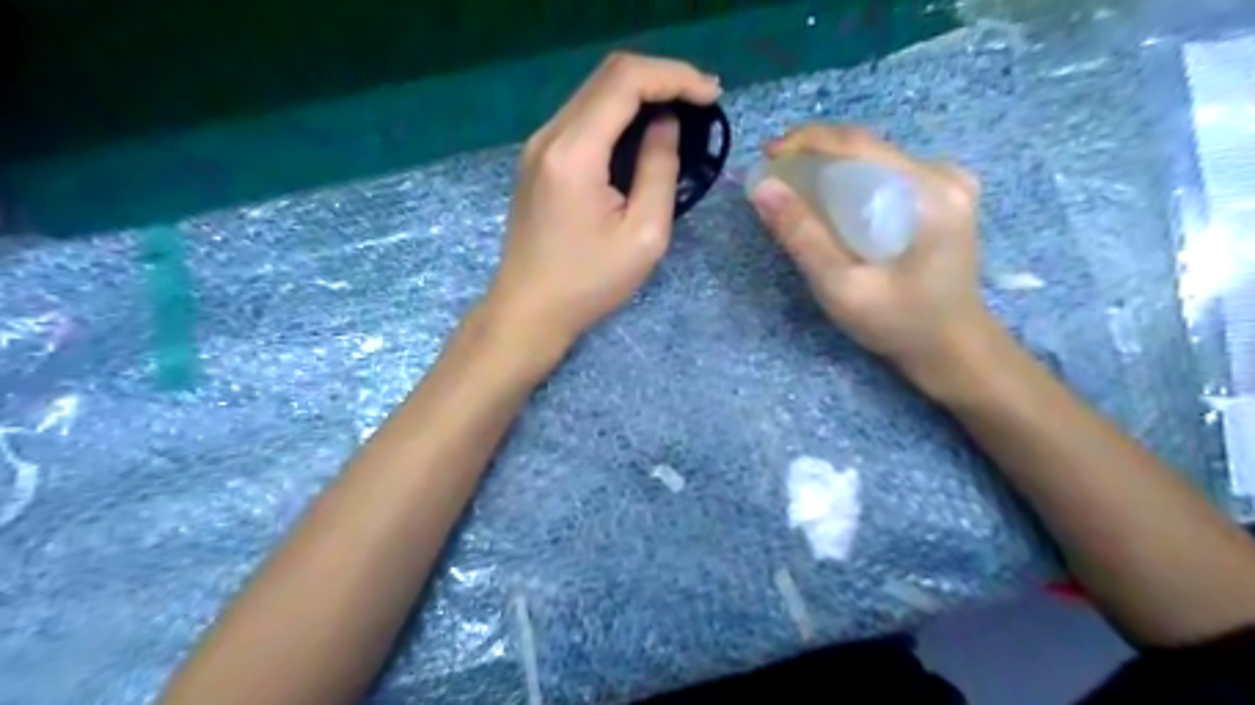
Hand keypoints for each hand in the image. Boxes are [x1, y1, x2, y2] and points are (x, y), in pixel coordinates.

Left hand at [479, 53, 721, 356]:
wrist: (528, 309)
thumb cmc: (589, 283)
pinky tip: (641, 133)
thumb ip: (659, 170)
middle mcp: (549, 135)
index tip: (712, 96)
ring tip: (680, 113)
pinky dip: (617, 114)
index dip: (675, 77)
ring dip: (639, 93)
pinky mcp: (537, 159)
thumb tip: (665, 125)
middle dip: (661, 78)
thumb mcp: (643, 235)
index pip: (625, 81)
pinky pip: (582, 117)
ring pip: (593, 93)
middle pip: (607, 75)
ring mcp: (538, 145)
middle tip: (701, 101)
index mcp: (574, 153)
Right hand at [748, 126, 995, 391]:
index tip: (766, 153)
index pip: (859, 144)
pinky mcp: (941, 196)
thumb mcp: (842, 287)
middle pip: (867, 148)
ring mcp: (947, 183)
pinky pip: (884, 175)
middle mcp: (944, 175)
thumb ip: (802, 237)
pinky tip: (827, 200)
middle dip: (814, 154)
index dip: (806, 141)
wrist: (951, 347)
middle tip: (772, 173)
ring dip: (829, 167)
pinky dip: (849, 181)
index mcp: (930, 192)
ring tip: (791, 185)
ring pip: (873, 159)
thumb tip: (763, 187)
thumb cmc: (899, 323)